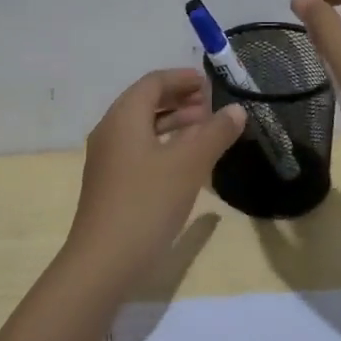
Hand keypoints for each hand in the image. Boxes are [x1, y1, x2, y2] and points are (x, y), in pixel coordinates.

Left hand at [66, 69, 245, 286]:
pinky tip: (185, 161)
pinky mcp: (111, 183)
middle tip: (211, 105)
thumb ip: (215, 133)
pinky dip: (163, 144)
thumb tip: (236, 110)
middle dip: (179, 99)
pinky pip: (139, 149)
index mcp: (124, 117)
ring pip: (142, 128)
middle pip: (145, 102)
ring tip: (205, 129)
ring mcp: (108, 159)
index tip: (209, 82)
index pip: (153, 82)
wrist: (103, 262)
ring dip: (173, 122)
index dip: (181, 78)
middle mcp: (111, 131)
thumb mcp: (188, 165)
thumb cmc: (147, 203)